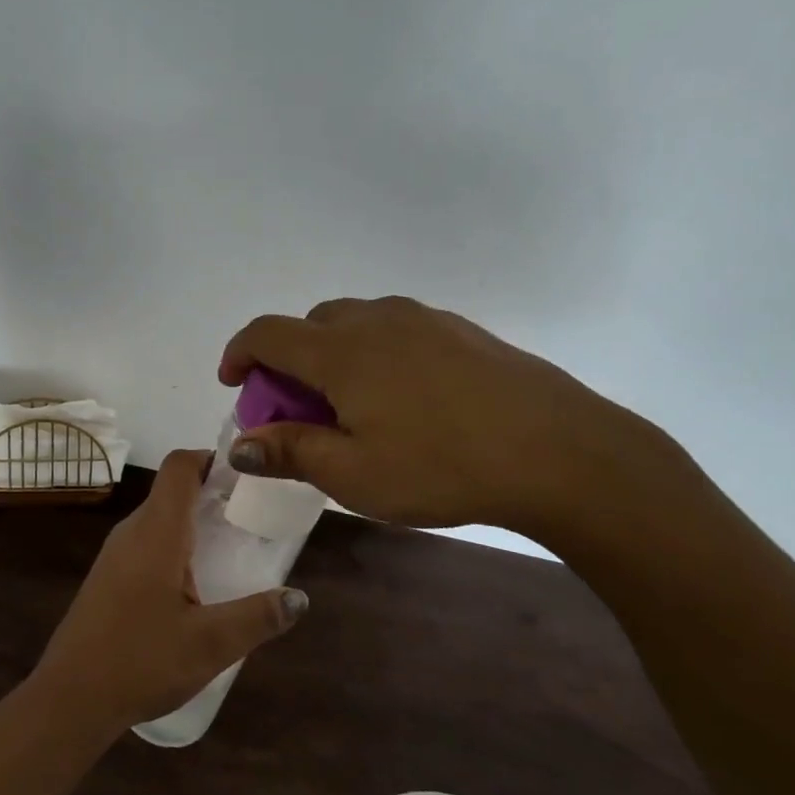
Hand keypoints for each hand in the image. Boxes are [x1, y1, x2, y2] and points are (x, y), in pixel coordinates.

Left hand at [31, 449, 307, 732]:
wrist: (69, 699)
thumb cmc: (140, 661)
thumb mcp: (210, 644)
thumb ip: (258, 618)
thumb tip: (299, 598)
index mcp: (157, 532)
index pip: (180, 466)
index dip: (211, 457)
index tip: (246, 474)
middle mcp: (132, 532)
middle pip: (172, 490)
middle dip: (212, 493)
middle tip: (251, 516)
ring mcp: (115, 555)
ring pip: (159, 519)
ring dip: (194, 522)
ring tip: (231, 549)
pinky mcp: (108, 577)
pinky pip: (147, 543)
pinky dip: (176, 546)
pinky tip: (195, 585)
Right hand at [219, 296, 658, 542]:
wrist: (561, 451)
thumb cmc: (442, 467)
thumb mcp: (354, 474)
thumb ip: (290, 451)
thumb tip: (240, 445)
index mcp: (341, 351)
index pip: (268, 333)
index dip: (239, 353)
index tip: (233, 383)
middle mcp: (377, 320)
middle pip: (310, 325)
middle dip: (288, 361)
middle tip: (296, 410)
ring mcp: (425, 319)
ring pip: (356, 323)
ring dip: (332, 355)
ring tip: (350, 405)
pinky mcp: (462, 330)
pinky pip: (397, 330)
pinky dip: (375, 353)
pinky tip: (403, 399)